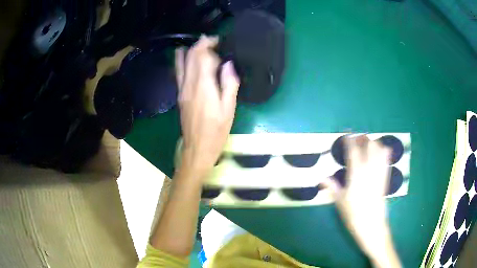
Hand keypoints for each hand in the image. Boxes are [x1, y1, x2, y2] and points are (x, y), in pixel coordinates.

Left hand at [175, 36, 239, 177]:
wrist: (197, 148)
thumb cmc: (216, 131)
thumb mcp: (229, 109)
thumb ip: (229, 84)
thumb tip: (228, 65)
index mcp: (203, 87)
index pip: (202, 57)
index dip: (209, 45)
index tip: (218, 41)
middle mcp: (189, 85)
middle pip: (191, 57)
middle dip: (200, 45)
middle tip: (212, 41)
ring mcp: (182, 90)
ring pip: (182, 64)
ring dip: (190, 51)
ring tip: (199, 44)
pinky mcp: (180, 95)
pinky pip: (179, 73)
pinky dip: (180, 61)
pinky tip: (181, 55)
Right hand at [323, 136, 400, 266]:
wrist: (372, 226)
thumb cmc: (354, 215)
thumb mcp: (340, 203)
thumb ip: (333, 188)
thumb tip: (323, 178)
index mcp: (357, 175)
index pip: (353, 152)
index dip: (350, 141)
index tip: (347, 134)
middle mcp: (370, 170)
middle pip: (369, 146)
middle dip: (363, 139)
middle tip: (357, 139)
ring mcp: (379, 174)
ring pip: (380, 150)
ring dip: (374, 143)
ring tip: (367, 144)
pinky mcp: (385, 179)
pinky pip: (386, 161)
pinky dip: (384, 152)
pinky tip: (381, 152)